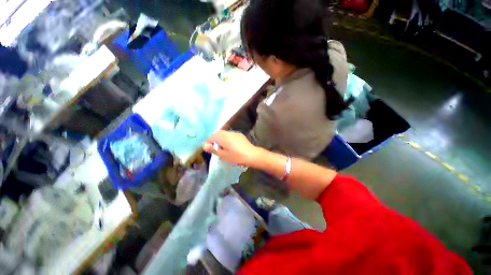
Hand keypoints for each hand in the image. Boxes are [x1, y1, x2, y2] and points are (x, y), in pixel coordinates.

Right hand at [203, 131, 260, 165]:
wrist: (252, 155)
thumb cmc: (237, 156)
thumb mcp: (224, 155)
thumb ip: (214, 150)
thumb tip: (205, 146)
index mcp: (224, 137)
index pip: (212, 136)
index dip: (208, 142)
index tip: (207, 148)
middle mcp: (229, 133)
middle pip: (218, 133)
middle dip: (214, 139)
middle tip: (213, 147)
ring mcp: (235, 133)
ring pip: (224, 133)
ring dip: (220, 138)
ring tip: (221, 146)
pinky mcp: (239, 135)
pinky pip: (230, 134)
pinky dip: (226, 138)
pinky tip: (229, 145)